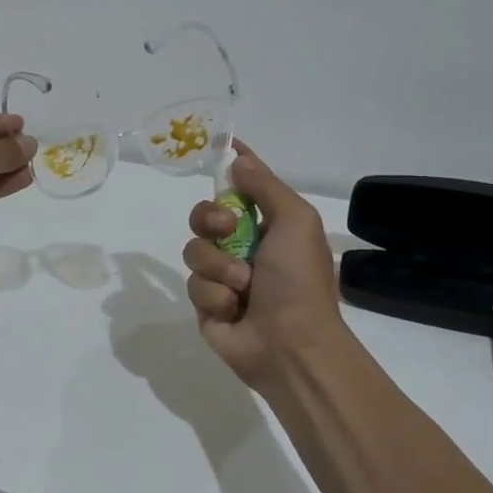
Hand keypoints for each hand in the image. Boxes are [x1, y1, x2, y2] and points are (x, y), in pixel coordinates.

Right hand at [183, 142, 346, 392]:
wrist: (290, 345)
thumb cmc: (298, 280)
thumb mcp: (295, 221)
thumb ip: (265, 186)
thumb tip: (238, 158)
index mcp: (269, 226)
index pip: (244, 187)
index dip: (231, 168)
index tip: (219, 148)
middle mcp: (244, 247)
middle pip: (204, 214)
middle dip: (210, 218)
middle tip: (226, 228)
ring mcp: (223, 276)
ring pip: (195, 249)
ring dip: (219, 265)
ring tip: (242, 286)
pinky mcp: (206, 303)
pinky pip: (194, 284)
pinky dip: (215, 295)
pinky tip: (233, 310)